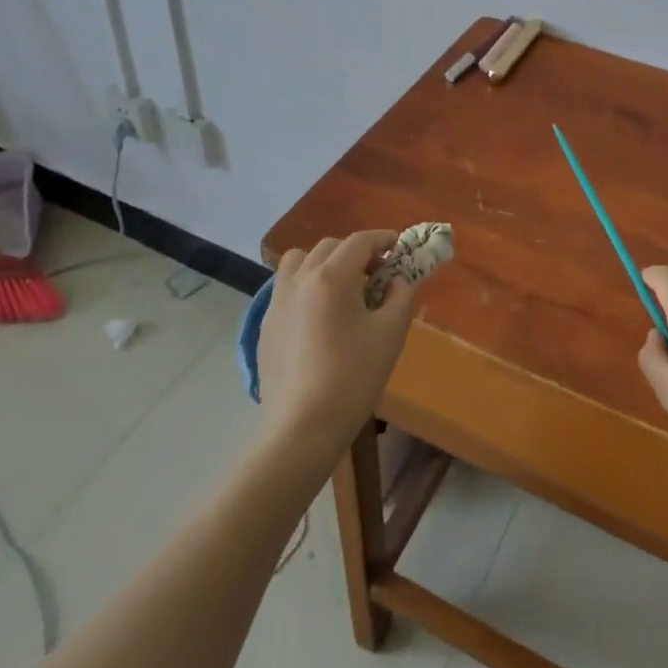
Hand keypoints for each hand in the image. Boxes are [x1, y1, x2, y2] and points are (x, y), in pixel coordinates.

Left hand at [258, 231, 415, 465]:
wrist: (303, 428)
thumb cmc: (353, 377)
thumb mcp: (392, 333)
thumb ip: (401, 295)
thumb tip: (396, 280)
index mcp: (333, 276)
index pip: (360, 241)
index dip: (383, 239)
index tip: (398, 247)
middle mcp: (301, 279)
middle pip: (330, 246)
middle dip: (356, 252)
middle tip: (375, 273)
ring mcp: (277, 301)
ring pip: (299, 261)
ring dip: (323, 263)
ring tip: (340, 287)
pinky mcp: (266, 325)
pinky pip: (285, 287)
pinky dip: (305, 286)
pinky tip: (318, 315)